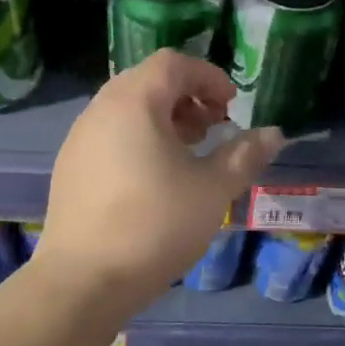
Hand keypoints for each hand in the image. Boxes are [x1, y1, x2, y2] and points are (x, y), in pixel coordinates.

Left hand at [34, 50, 282, 308]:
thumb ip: (245, 155)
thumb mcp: (212, 189)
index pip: (173, 63)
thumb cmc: (155, 225)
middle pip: (149, 81)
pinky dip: (140, 137)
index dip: (209, 76)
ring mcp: (79, 138)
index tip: (232, 106)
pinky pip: (111, 133)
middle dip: (188, 97)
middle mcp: (101, 109)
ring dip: (164, 118)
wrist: (82, 282)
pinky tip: (156, 178)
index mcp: (134, 102)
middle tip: (214, 128)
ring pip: (128, 108)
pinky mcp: (70, 167)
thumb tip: (274, 134)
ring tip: (189, 153)